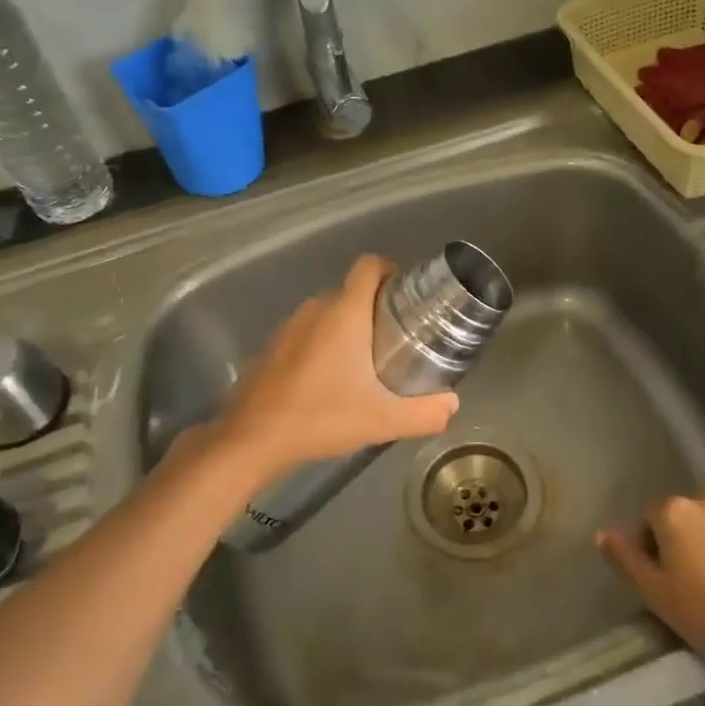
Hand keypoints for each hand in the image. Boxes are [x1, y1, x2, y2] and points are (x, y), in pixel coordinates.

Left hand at [215, 255, 459, 480]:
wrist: (252, 440)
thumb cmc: (321, 418)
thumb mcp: (382, 421)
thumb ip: (424, 413)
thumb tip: (452, 404)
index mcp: (344, 313)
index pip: (369, 265)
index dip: (390, 270)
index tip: (406, 297)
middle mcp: (315, 309)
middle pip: (352, 291)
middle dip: (376, 308)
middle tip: (397, 339)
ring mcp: (288, 327)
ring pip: (327, 312)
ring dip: (348, 327)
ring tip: (366, 362)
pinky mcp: (271, 346)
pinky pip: (306, 332)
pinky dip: (322, 344)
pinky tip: (329, 380)